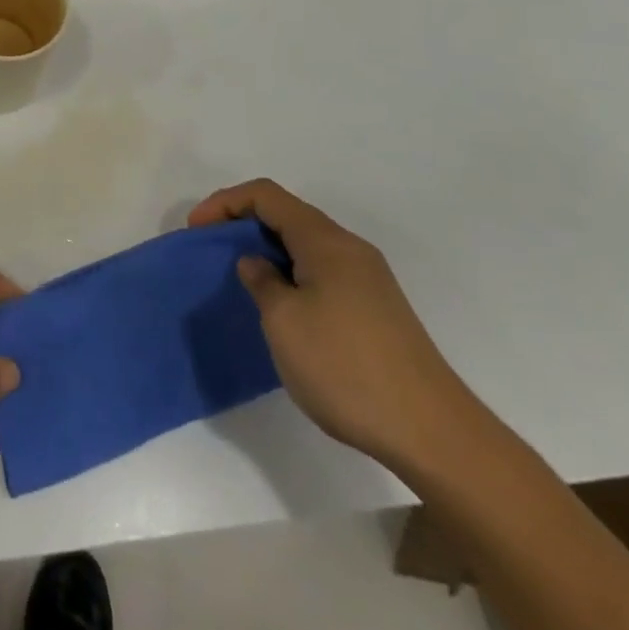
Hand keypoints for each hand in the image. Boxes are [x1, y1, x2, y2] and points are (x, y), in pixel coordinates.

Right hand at [188, 179, 489, 477]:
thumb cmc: (346, 368)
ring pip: (305, 244)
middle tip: (211, 252)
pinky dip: (290, 273)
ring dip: (267, 251)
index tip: (195, 231)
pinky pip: (321, 271)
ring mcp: (368, 279)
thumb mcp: (283, 322)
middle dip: (243, 224)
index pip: (265, 195)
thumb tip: (256, 263)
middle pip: (287, 214)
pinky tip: (280, 308)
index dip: (224, 203)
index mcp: (326, 241)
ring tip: (240, 279)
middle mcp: (349, 249)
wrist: (433, 434)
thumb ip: (261, 281)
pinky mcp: (377, 309)